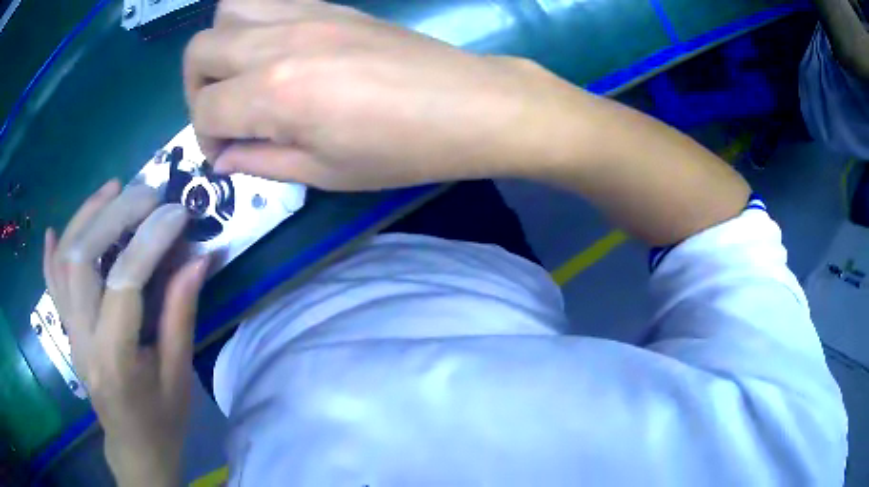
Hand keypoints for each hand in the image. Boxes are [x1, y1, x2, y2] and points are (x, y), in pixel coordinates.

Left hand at [43, 180, 208, 486]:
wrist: (133, 448)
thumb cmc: (162, 421)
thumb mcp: (179, 374)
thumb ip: (180, 314)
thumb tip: (198, 259)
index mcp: (115, 359)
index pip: (124, 282)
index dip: (150, 240)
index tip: (177, 213)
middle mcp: (82, 340)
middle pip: (82, 259)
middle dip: (113, 214)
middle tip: (146, 193)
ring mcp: (69, 333)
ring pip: (64, 262)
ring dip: (85, 217)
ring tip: (112, 188)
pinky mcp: (66, 331)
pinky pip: (51, 285)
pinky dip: (51, 254)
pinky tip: (55, 230)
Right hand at [184, 0, 588, 189]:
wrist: (468, 104)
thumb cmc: (401, 150)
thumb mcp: (324, 173)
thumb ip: (261, 162)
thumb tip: (224, 157)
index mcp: (274, 93)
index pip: (205, 110)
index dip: (205, 139)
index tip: (226, 154)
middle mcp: (277, 43)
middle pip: (199, 51)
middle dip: (196, 88)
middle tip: (223, 113)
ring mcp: (305, 15)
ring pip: (228, 11)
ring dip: (220, 45)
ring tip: (241, 74)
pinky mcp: (328, 5)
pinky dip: (253, 22)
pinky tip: (273, 49)